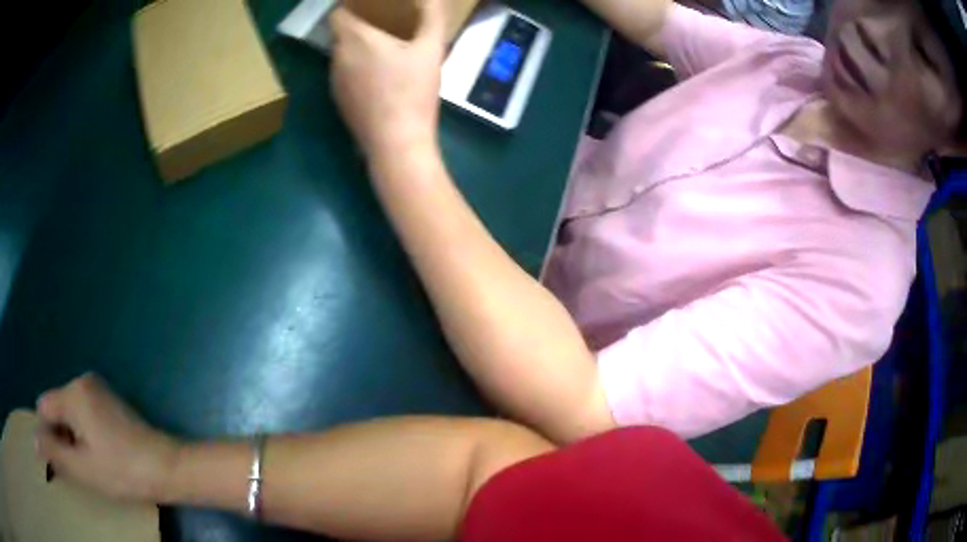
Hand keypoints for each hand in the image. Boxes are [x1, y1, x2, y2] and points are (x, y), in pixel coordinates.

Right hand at [34, 374, 180, 502]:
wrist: (167, 467)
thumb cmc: (123, 471)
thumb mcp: (83, 468)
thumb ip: (54, 453)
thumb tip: (34, 442)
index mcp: (72, 393)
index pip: (44, 408)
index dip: (46, 435)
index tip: (57, 461)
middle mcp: (81, 381)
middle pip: (56, 407)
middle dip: (59, 435)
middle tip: (76, 466)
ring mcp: (97, 388)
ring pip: (69, 410)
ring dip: (71, 435)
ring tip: (89, 462)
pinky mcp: (109, 398)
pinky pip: (83, 411)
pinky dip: (82, 431)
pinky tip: (97, 453)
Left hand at [329, 0, 445, 160]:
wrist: (396, 144)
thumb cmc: (412, 92)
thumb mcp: (430, 50)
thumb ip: (431, 18)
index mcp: (355, 40)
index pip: (338, 12)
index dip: (350, 6)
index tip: (370, 6)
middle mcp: (338, 58)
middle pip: (341, 33)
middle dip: (359, 26)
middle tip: (385, 25)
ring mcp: (335, 82)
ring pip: (342, 56)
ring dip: (358, 49)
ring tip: (384, 51)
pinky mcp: (339, 102)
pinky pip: (344, 76)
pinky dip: (357, 70)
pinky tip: (380, 80)